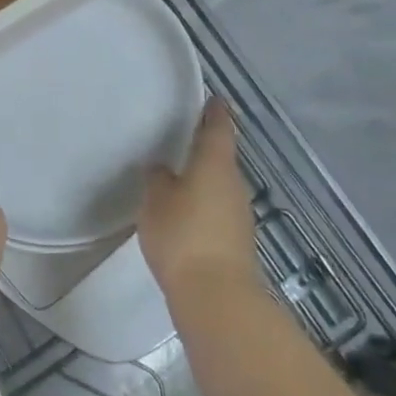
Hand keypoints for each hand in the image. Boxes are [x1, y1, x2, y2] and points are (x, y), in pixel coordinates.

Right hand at [139, 98, 259, 297]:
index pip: (218, 128)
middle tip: (182, 137)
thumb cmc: (182, 235)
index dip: (215, 112)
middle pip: (221, 157)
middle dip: (204, 147)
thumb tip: (162, 169)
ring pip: (219, 185)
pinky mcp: (236, 240)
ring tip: (177, 175)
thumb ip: (157, 179)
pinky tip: (184, 212)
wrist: (215, 296)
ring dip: (203, 178)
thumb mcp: (156, 201)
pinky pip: (218, 209)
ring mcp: (239, 214)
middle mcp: (233, 184)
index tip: (213, 99)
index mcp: (215, 164)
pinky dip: (203, 204)